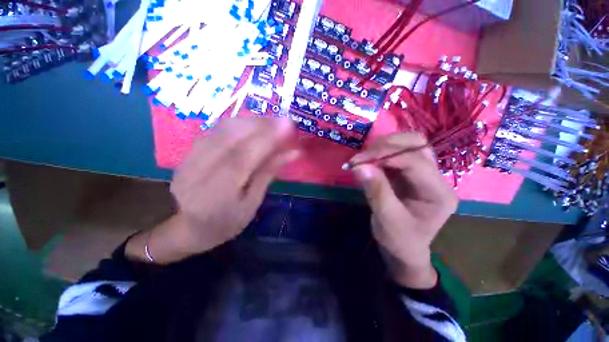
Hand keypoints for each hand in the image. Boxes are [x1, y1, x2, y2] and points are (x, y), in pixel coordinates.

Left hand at [126, 118, 297, 263]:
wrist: (191, 228)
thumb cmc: (228, 221)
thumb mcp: (253, 202)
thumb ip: (269, 173)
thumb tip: (293, 152)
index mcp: (217, 194)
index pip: (242, 157)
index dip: (266, 138)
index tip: (288, 124)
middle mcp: (198, 172)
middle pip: (229, 137)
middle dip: (260, 124)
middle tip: (283, 120)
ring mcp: (188, 160)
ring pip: (221, 129)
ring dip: (250, 121)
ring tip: (271, 122)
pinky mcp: (187, 153)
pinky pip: (214, 130)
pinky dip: (237, 124)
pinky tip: (251, 125)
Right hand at [348, 133, 457, 288]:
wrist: (404, 248)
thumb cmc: (399, 240)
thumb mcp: (387, 221)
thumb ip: (376, 191)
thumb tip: (360, 166)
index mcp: (438, 193)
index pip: (415, 161)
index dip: (385, 155)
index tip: (358, 161)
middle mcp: (437, 177)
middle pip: (416, 144)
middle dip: (385, 145)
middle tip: (362, 157)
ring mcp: (424, 172)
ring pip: (407, 143)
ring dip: (383, 146)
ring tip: (364, 159)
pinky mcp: (411, 171)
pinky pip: (397, 152)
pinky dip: (380, 152)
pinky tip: (369, 161)